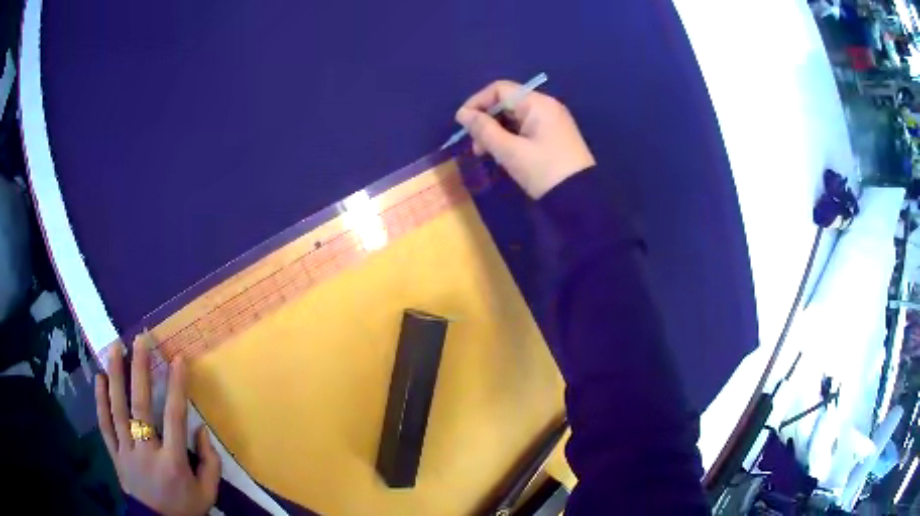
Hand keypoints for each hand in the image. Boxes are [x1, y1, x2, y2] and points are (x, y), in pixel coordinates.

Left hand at [95, 339, 220, 515]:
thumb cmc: (185, 508)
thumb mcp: (207, 493)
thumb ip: (210, 463)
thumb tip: (200, 429)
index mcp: (173, 463)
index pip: (174, 418)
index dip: (176, 386)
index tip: (177, 358)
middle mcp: (146, 452)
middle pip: (140, 407)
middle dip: (139, 370)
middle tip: (140, 339)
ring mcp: (126, 452)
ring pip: (117, 410)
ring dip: (115, 376)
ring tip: (115, 347)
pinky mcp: (114, 454)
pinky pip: (104, 425)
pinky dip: (100, 401)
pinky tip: (99, 378)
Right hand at [455, 80, 595, 198]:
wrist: (581, 199)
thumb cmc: (544, 172)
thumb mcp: (510, 152)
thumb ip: (484, 130)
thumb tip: (462, 114)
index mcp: (538, 104)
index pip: (500, 89)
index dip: (477, 102)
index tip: (462, 123)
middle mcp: (546, 107)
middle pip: (507, 102)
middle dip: (486, 120)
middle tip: (475, 146)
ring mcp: (552, 121)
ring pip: (514, 117)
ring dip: (496, 131)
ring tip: (486, 154)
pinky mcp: (554, 136)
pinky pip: (525, 128)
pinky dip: (510, 138)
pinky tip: (503, 155)